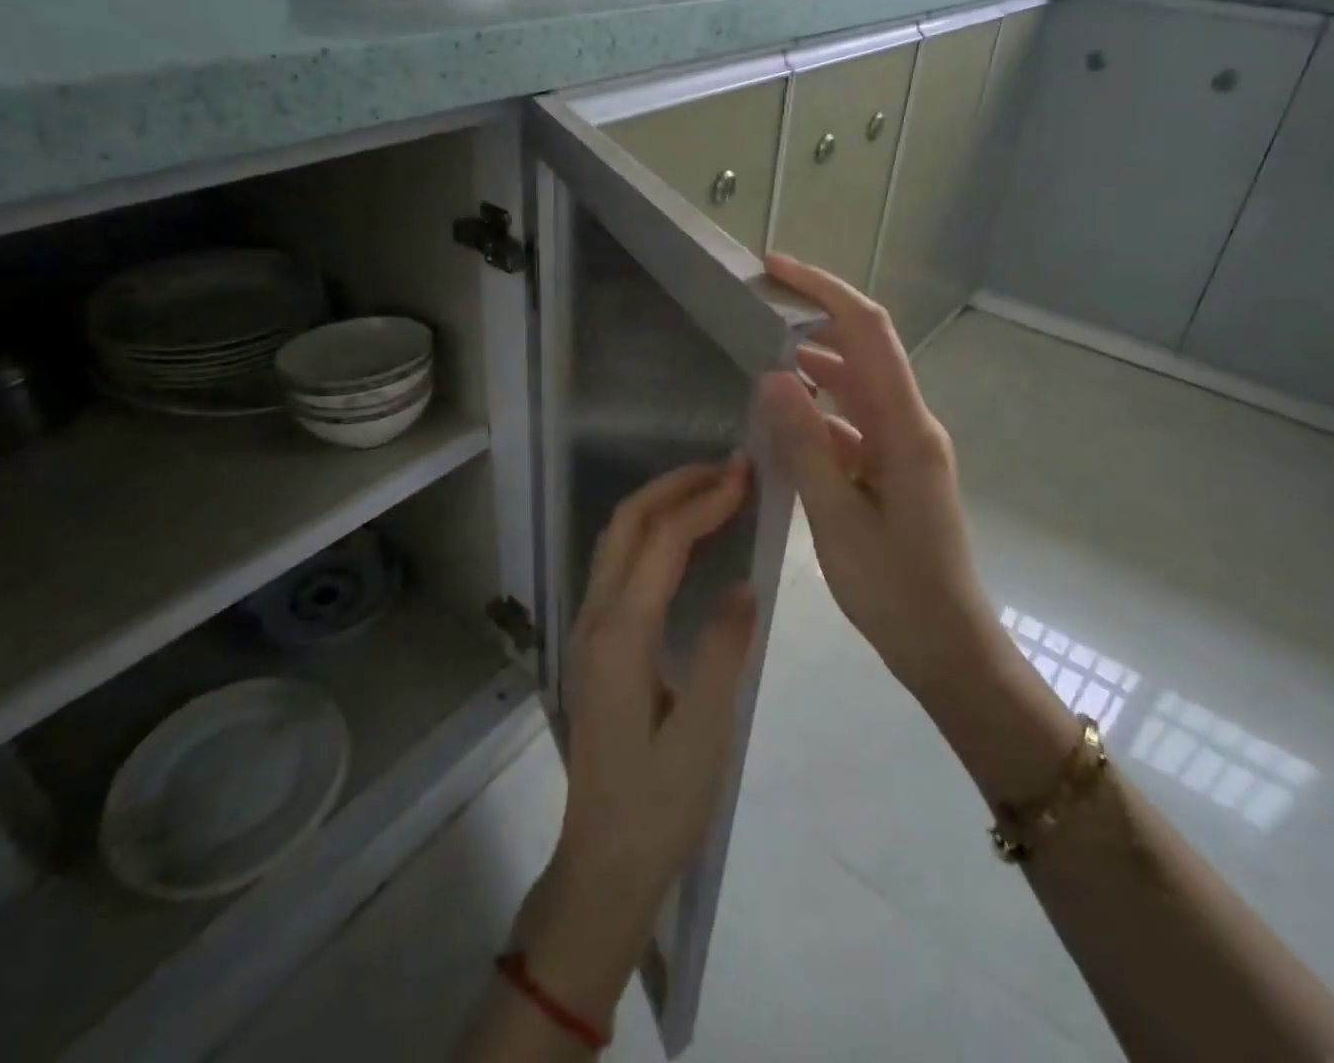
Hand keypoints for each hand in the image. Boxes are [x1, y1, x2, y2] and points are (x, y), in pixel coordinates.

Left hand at [519, 456, 758, 1025]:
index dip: (704, 500)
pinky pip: (619, 565)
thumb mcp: (705, 732)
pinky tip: (683, 542)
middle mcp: (596, 617)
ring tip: (711, 491)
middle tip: (727, 469)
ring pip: (617, 540)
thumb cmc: (659, 804)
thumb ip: (724, 649)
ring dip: (660, 505)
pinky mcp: (596, 643)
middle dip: (674, 485)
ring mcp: (589, 628)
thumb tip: (743, 583)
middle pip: (627, 524)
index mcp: (621, 633)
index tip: (744, 473)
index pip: (662, 541)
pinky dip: (651, 534)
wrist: (603, 862)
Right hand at [756, 253, 1073, 804]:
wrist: (948, 649)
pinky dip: (818, 414)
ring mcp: (905, 448)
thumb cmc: (896, 590)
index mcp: (905, 428)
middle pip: (863, 350)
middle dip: (814, 320)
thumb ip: (805, 444)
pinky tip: (782, 424)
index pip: (867, 332)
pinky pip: (853, 425)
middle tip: (756, 309)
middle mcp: (910, 425)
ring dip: (813, 369)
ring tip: (759, 361)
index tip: (775, 268)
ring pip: (856, 388)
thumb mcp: (837, 518)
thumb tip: (773, 375)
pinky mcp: (894, 471)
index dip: (823, 290)